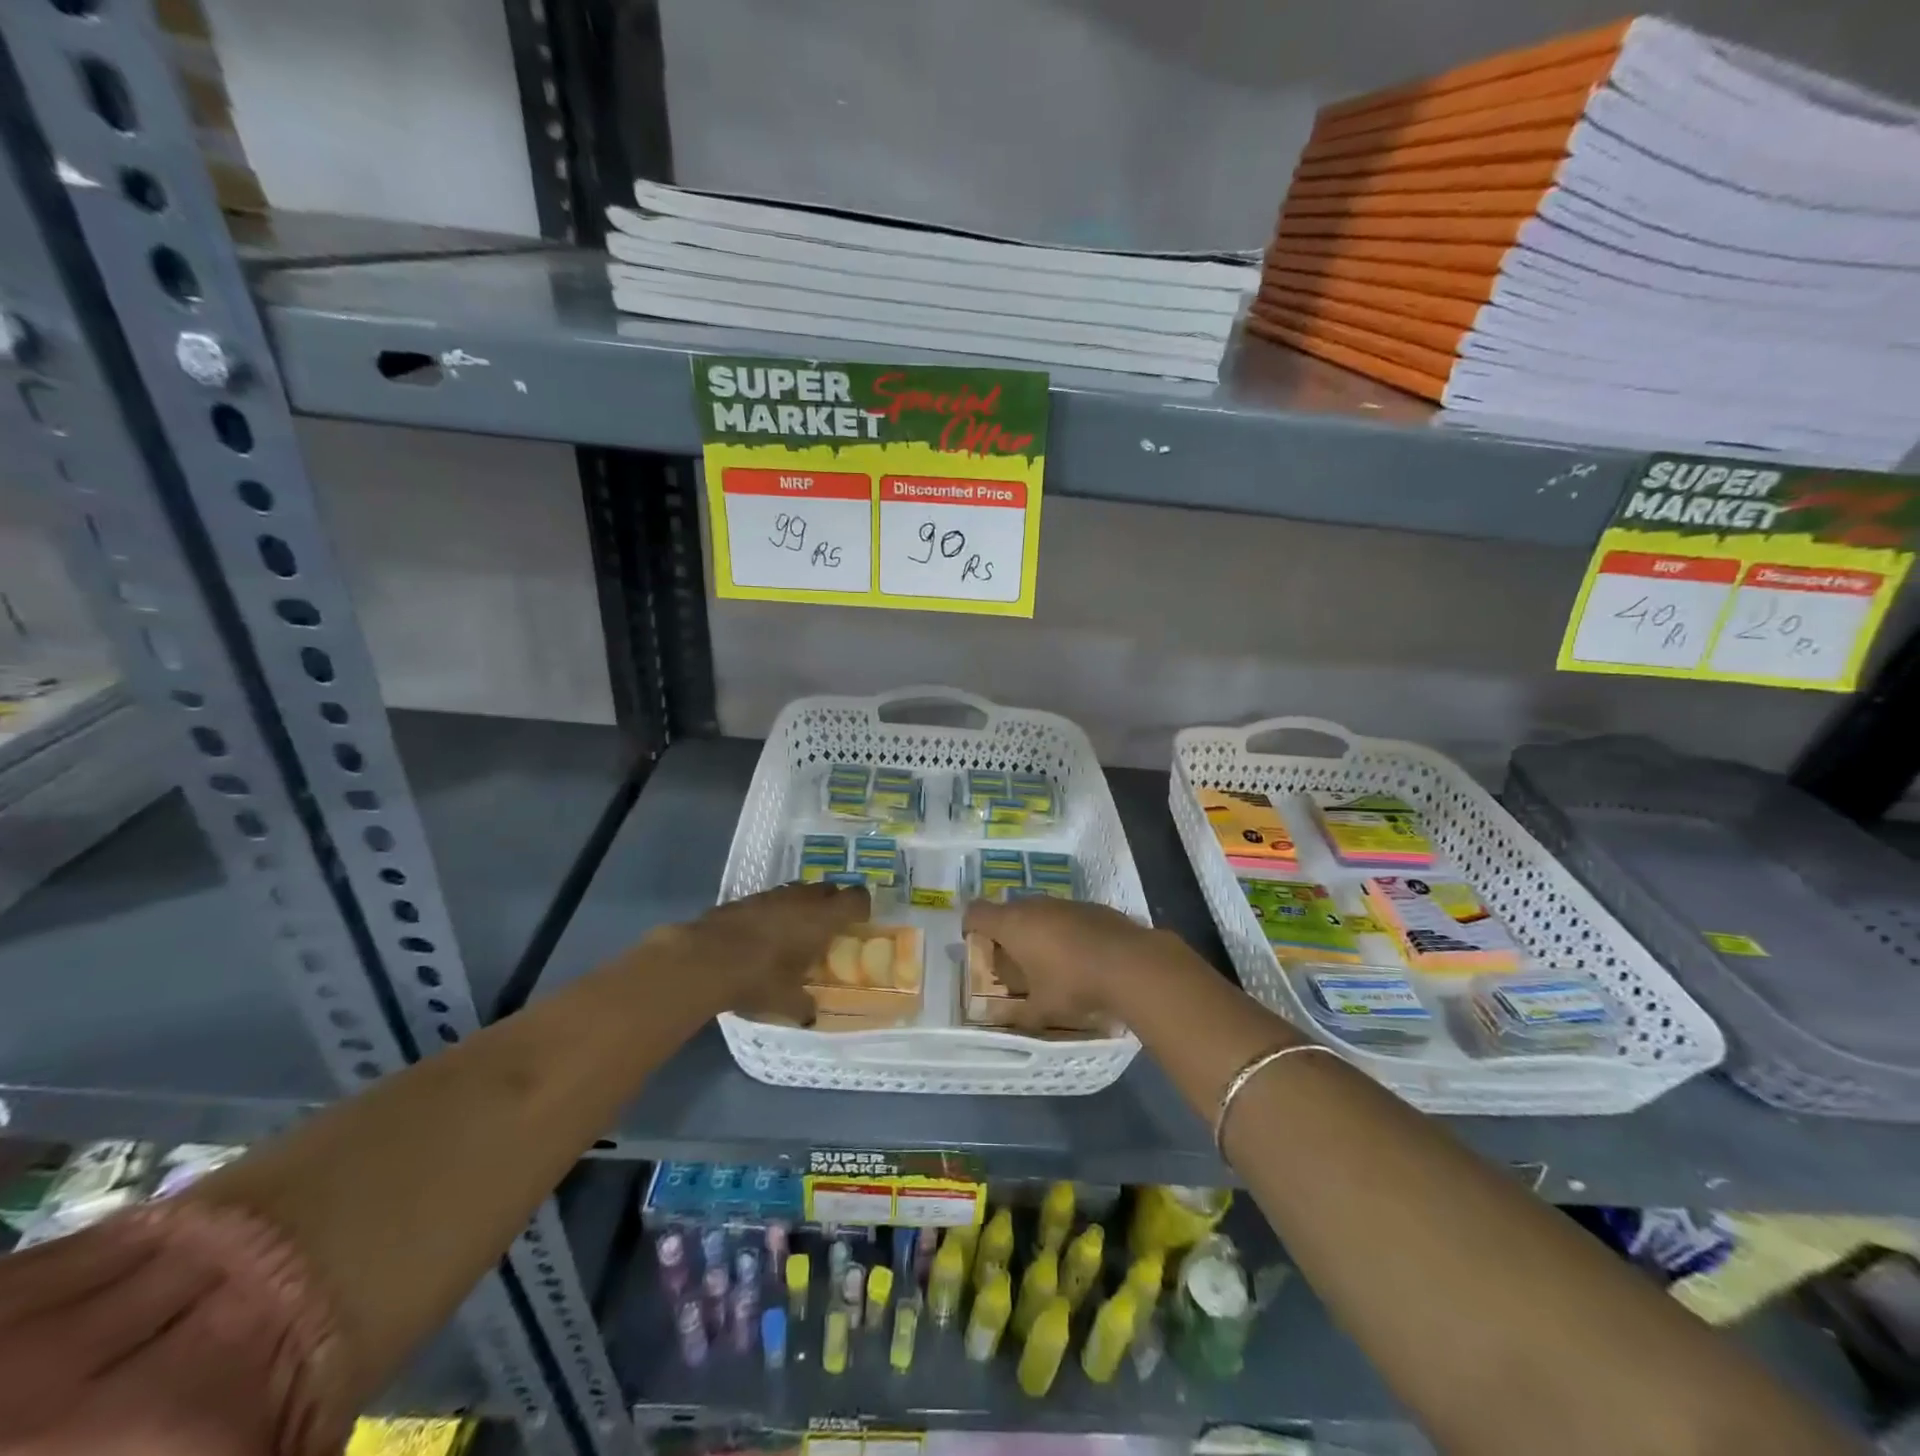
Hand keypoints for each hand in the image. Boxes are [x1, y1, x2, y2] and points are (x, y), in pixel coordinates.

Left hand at [665, 882, 869, 1021]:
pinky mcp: (745, 899)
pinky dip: (775, 911)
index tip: (860, 921)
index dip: (861, 907)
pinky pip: (771, 899)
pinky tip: (765, 932)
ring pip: (798, 891)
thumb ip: (804, 1006)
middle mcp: (801, 899)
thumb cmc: (758, 978)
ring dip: (803, 904)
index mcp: (821, 919)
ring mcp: (771, 895)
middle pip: (828, 889)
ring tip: (797, 929)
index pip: (855, 899)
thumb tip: (812, 1016)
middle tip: (830, 926)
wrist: (704, 959)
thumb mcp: (786, 1001)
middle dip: (832, 903)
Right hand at [961, 897, 1162, 1030]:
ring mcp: (1065, 903)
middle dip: (1006, 934)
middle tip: (1013, 963)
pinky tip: (1079, 957)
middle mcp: (1035, 906)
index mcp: (1012, 924)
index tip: (975, 946)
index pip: (976, 912)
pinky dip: (1064, 932)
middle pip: (1007, 912)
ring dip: (1036, 932)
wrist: (1131, 963)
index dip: (970, 927)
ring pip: (1039, 912)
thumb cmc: (1074, 984)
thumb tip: (1001, 1019)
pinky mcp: (1091, 906)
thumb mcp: (1042, 1009)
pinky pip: (1065, 916)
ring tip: (1048, 962)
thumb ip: (1017, 1014)